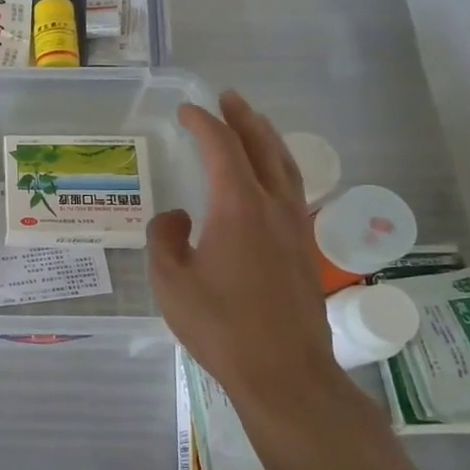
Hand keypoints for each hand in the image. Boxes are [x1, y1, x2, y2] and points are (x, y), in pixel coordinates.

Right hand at [147, 89, 349, 420]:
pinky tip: (271, 179)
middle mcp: (273, 206)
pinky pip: (293, 190)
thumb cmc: (220, 324)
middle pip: (262, 147)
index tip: (186, 111)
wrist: (283, 371)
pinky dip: (280, 168)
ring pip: (286, 167)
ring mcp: (295, 227)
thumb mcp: (170, 281)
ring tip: (254, 124)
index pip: (222, 147)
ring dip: (267, 139)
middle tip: (228, 98)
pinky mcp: (304, 249)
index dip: (203, 123)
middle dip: (243, 118)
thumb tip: (177, 217)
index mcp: (238, 206)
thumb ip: (165, 238)